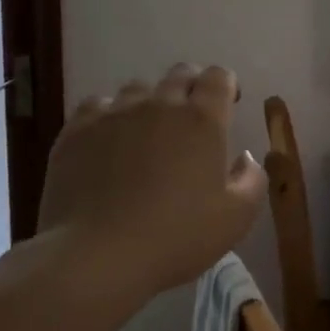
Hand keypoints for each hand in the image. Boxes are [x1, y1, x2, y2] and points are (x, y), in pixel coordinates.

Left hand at [34, 64, 265, 305]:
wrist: (97, 256)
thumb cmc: (176, 237)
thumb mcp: (236, 218)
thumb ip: (251, 180)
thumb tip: (244, 158)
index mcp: (202, 120)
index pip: (218, 76)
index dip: (226, 84)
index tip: (228, 104)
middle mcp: (160, 104)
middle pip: (179, 74)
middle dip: (191, 87)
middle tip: (191, 118)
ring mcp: (115, 113)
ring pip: (138, 89)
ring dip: (149, 103)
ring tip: (146, 133)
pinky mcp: (77, 130)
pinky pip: (98, 105)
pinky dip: (109, 115)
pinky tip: (108, 141)